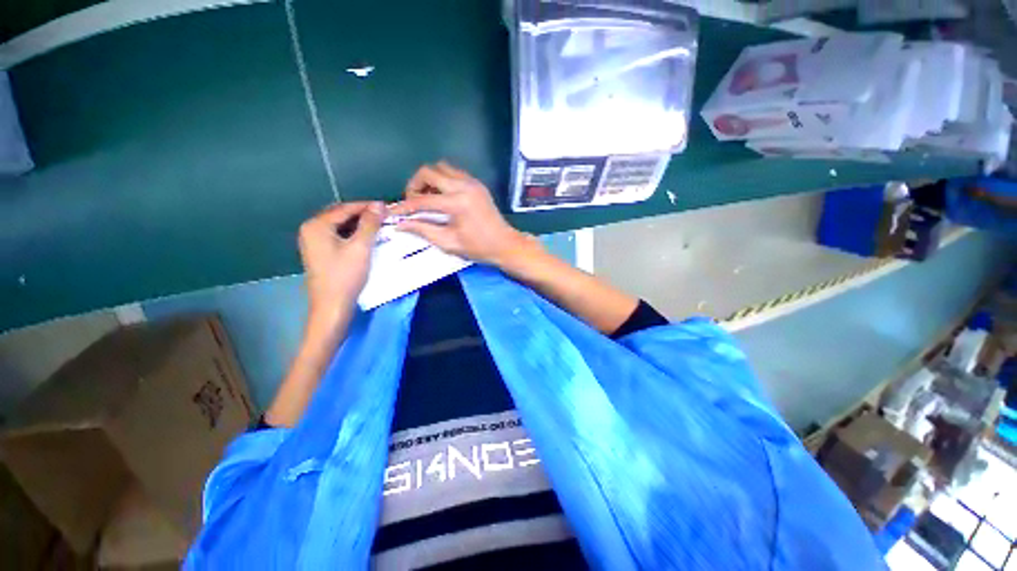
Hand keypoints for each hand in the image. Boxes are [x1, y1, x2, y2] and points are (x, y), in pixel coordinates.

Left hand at [298, 201, 383, 321]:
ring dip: (358, 224)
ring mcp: (313, 242)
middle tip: (384, 217)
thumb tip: (379, 205)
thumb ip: (370, 224)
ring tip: (378, 226)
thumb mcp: (360, 247)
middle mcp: (311, 229)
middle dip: (362, 214)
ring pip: (339, 226)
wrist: (332, 305)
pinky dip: (352, 234)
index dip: (367, 206)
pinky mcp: (319, 252)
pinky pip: (337, 236)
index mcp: (316, 225)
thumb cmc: (345, 275)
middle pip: (340, 215)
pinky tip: (366, 238)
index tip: (387, 207)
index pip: (345, 208)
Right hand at [389, 162, 530, 265]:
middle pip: (428, 171)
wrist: (505, 244)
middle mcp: (464, 186)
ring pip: (441, 167)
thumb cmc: (479, 247)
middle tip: (412, 201)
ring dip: (429, 179)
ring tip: (427, 198)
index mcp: (457, 203)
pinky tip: (442, 196)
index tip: (393, 211)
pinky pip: (454, 172)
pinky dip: (443, 179)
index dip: (404, 206)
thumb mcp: (449, 242)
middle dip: (414, 184)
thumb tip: (401, 225)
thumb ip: (424, 230)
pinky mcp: (477, 184)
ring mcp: (472, 182)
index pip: (422, 200)